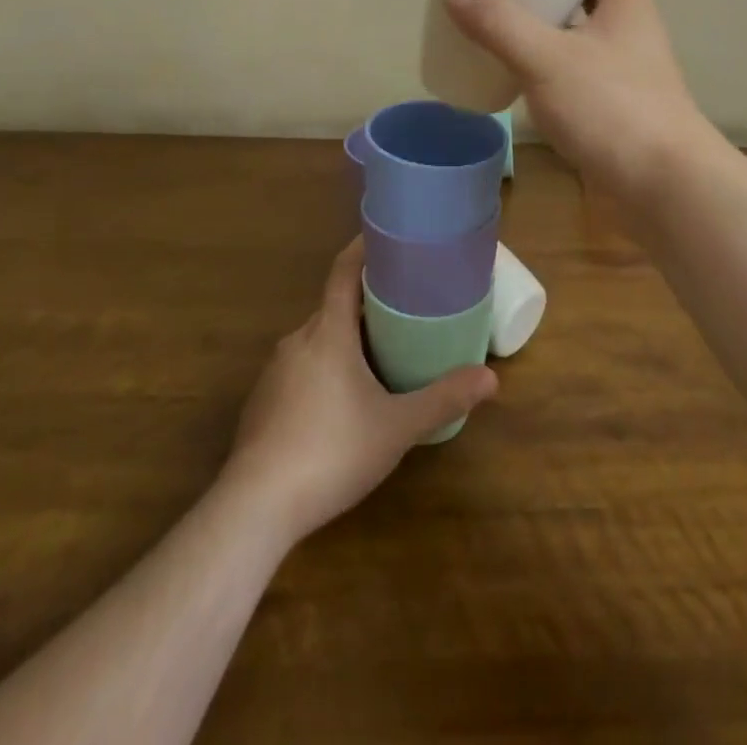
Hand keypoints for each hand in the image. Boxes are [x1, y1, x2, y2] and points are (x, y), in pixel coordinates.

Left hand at [222, 238, 497, 546]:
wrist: (254, 508)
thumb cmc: (331, 451)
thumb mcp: (397, 427)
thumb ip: (443, 400)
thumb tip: (492, 379)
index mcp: (327, 332)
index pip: (342, 271)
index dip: (363, 248)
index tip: (386, 237)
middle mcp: (297, 341)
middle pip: (333, 306)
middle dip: (365, 302)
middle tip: (403, 306)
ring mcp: (274, 372)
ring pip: (316, 340)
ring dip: (345, 338)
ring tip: (378, 353)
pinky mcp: (262, 403)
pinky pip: (300, 368)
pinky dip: (324, 368)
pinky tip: (341, 402)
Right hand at [443, 0, 715, 203]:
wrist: (665, 188)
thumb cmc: (613, 109)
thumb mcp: (548, 59)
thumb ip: (500, 24)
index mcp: (625, 2)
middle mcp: (629, 28)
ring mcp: (625, 68)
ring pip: (579, 31)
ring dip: (545, 23)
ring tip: (498, 18)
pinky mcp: (614, 104)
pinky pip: (575, 68)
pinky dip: (547, 62)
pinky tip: (516, 71)